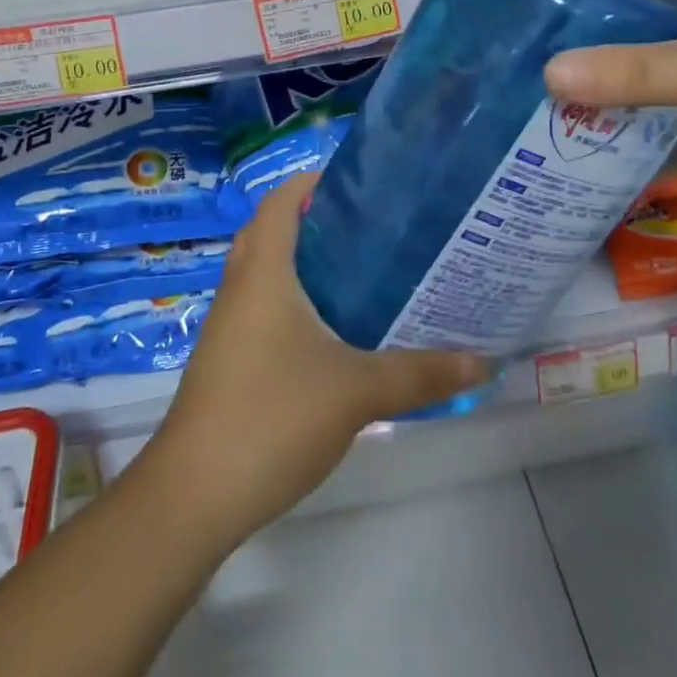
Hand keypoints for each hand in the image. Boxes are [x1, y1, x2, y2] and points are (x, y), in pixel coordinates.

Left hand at [144, 175, 488, 545]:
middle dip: (312, 221)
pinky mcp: (228, 361)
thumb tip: (482, 361)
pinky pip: (262, 309)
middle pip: (270, 233)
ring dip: (303, 264)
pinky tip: (334, 331)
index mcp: (264, 274)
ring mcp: (229, 327)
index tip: (357, 182)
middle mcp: (240, 289)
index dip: (311, 181)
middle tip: (368, 227)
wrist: (194, 494)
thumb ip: (420, 374)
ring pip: (265, 274)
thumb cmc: (272, 417)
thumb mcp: (357, 391)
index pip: (280, 203)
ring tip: (361, 270)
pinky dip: (294, 302)